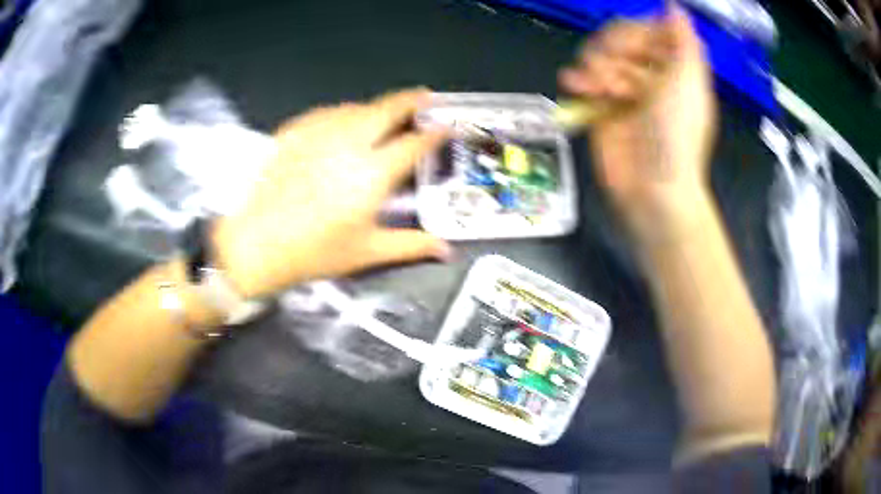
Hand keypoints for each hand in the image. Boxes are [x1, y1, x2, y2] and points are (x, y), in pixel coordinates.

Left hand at [212, 89, 450, 297]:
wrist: (254, 245)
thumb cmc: (313, 252)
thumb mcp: (367, 252)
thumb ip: (411, 246)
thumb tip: (447, 251)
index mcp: (372, 174)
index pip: (413, 143)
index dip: (435, 133)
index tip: (447, 126)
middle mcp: (349, 144)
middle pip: (388, 109)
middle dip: (412, 100)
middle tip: (426, 98)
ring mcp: (319, 134)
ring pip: (358, 107)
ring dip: (378, 107)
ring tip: (388, 113)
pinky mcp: (294, 132)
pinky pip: (328, 113)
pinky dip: (345, 113)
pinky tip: (345, 121)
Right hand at [559, 7, 717, 237]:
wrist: (652, 188)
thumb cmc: (676, 136)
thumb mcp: (689, 83)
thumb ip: (684, 40)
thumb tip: (675, 7)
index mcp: (674, 68)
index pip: (649, 30)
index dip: (638, 32)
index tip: (635, 48)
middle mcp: (649, 75)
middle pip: (621, 39)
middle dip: (613, 50)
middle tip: (614, 72)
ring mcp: (623, 90)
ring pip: (599, 55)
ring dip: (594, 65)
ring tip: (597, 86)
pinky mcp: (601, 106)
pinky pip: (583, 79)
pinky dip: (577, 79)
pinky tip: (577, 85)